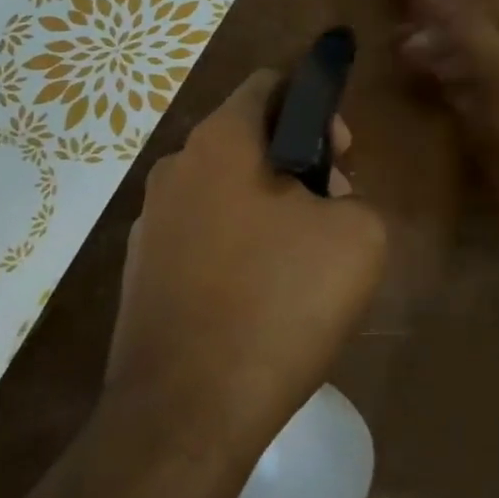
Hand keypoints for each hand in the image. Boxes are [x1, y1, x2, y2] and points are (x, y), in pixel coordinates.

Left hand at [105, 70, 386, 452]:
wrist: (187, 412)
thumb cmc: (279, 304)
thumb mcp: (358, 236)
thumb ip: (352, 195)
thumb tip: (322, 199)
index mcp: (222, 140)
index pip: (272, 84)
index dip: (317, 106)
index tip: (341, 155)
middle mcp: (176, 166)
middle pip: (248, 138)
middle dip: (296, 162)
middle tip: (330, 212)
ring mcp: (150, 220)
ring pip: (225, 189)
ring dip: (266, 206)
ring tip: (299, 263)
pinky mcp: (140, 271)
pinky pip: (202, 236)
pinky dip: (234, 246)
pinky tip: (257, 297)